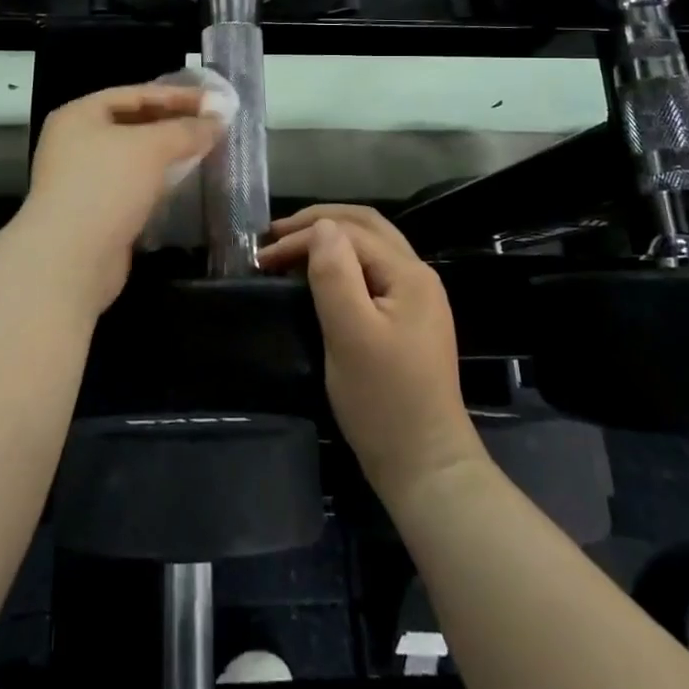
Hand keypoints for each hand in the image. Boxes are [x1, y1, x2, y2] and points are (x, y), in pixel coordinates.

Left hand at [17, 83, 225, 308]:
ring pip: (134, 157)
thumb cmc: (106, 186)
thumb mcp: (151, 147)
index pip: (135, 94)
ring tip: (206, 150)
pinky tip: (184, 183)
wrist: (70, 259)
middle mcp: (75, 142)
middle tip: (214, 125)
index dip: (177, 95)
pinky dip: (158, 181)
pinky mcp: (95, 211)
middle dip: (174, 123)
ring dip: (168, 154)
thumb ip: (187, 130)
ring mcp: (83, 179)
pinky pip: (133, 185)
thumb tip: (218, 121)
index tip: (215, 100)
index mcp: (79, 115)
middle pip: (134, 124)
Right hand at [260, 206, 484, 505]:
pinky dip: (342, 262)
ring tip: (291, 247)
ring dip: (331, 239)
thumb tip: (320, 227)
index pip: (351, 232)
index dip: (304, 235)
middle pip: (367, 226)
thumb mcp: (350, 334)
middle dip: (319, 222)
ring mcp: (416, 299)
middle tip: (276, 234)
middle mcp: (418, 276)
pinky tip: (320, 274)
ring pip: (370, 247)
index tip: (263, 255)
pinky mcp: (407, 321)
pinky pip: (372, 272)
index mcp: (409, 274)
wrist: (425, 465)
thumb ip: (335, 274)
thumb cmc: (383, 400)